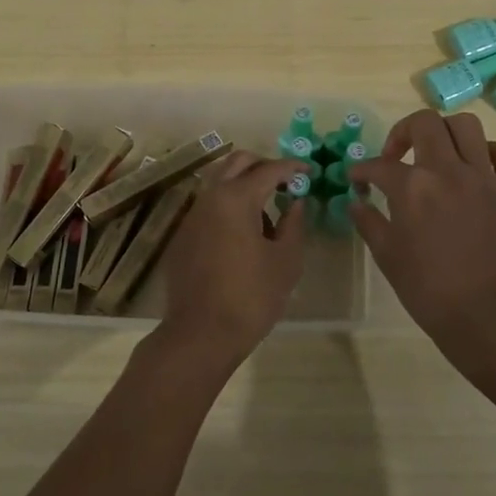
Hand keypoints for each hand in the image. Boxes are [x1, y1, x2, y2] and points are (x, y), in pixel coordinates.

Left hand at [155, 150, 309, 366]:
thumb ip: (294, 224)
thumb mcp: (285, 261)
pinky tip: (245, 232)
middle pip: (238, 162)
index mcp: (236, 198)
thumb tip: (295, 201)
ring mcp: (193, 214)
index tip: (310, 171)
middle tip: (287, 181)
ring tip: (269, 211)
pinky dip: (230, 204)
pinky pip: (210, 204)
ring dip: (245, 183)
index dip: (292, 167)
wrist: (200, 333)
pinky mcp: (184, 233)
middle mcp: (210, 196)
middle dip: (264, 164)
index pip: (269, 169)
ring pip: (220, 180)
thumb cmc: (251, 297)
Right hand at [348, 110, 495, 376]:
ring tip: (438, 154)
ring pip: (466, 126)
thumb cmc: (431, 292)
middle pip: (424, 122)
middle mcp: (448, 171)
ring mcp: (485, 177)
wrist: (491, 317)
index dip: (362, 170)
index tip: (358, 180)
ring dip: (445, 133)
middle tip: (397, 156)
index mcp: (412, 188)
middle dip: (403, 132)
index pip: (379, 165)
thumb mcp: (389, 258)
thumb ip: (369, 223)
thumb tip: (356, 202)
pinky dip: (488, 153)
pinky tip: (477, 169)